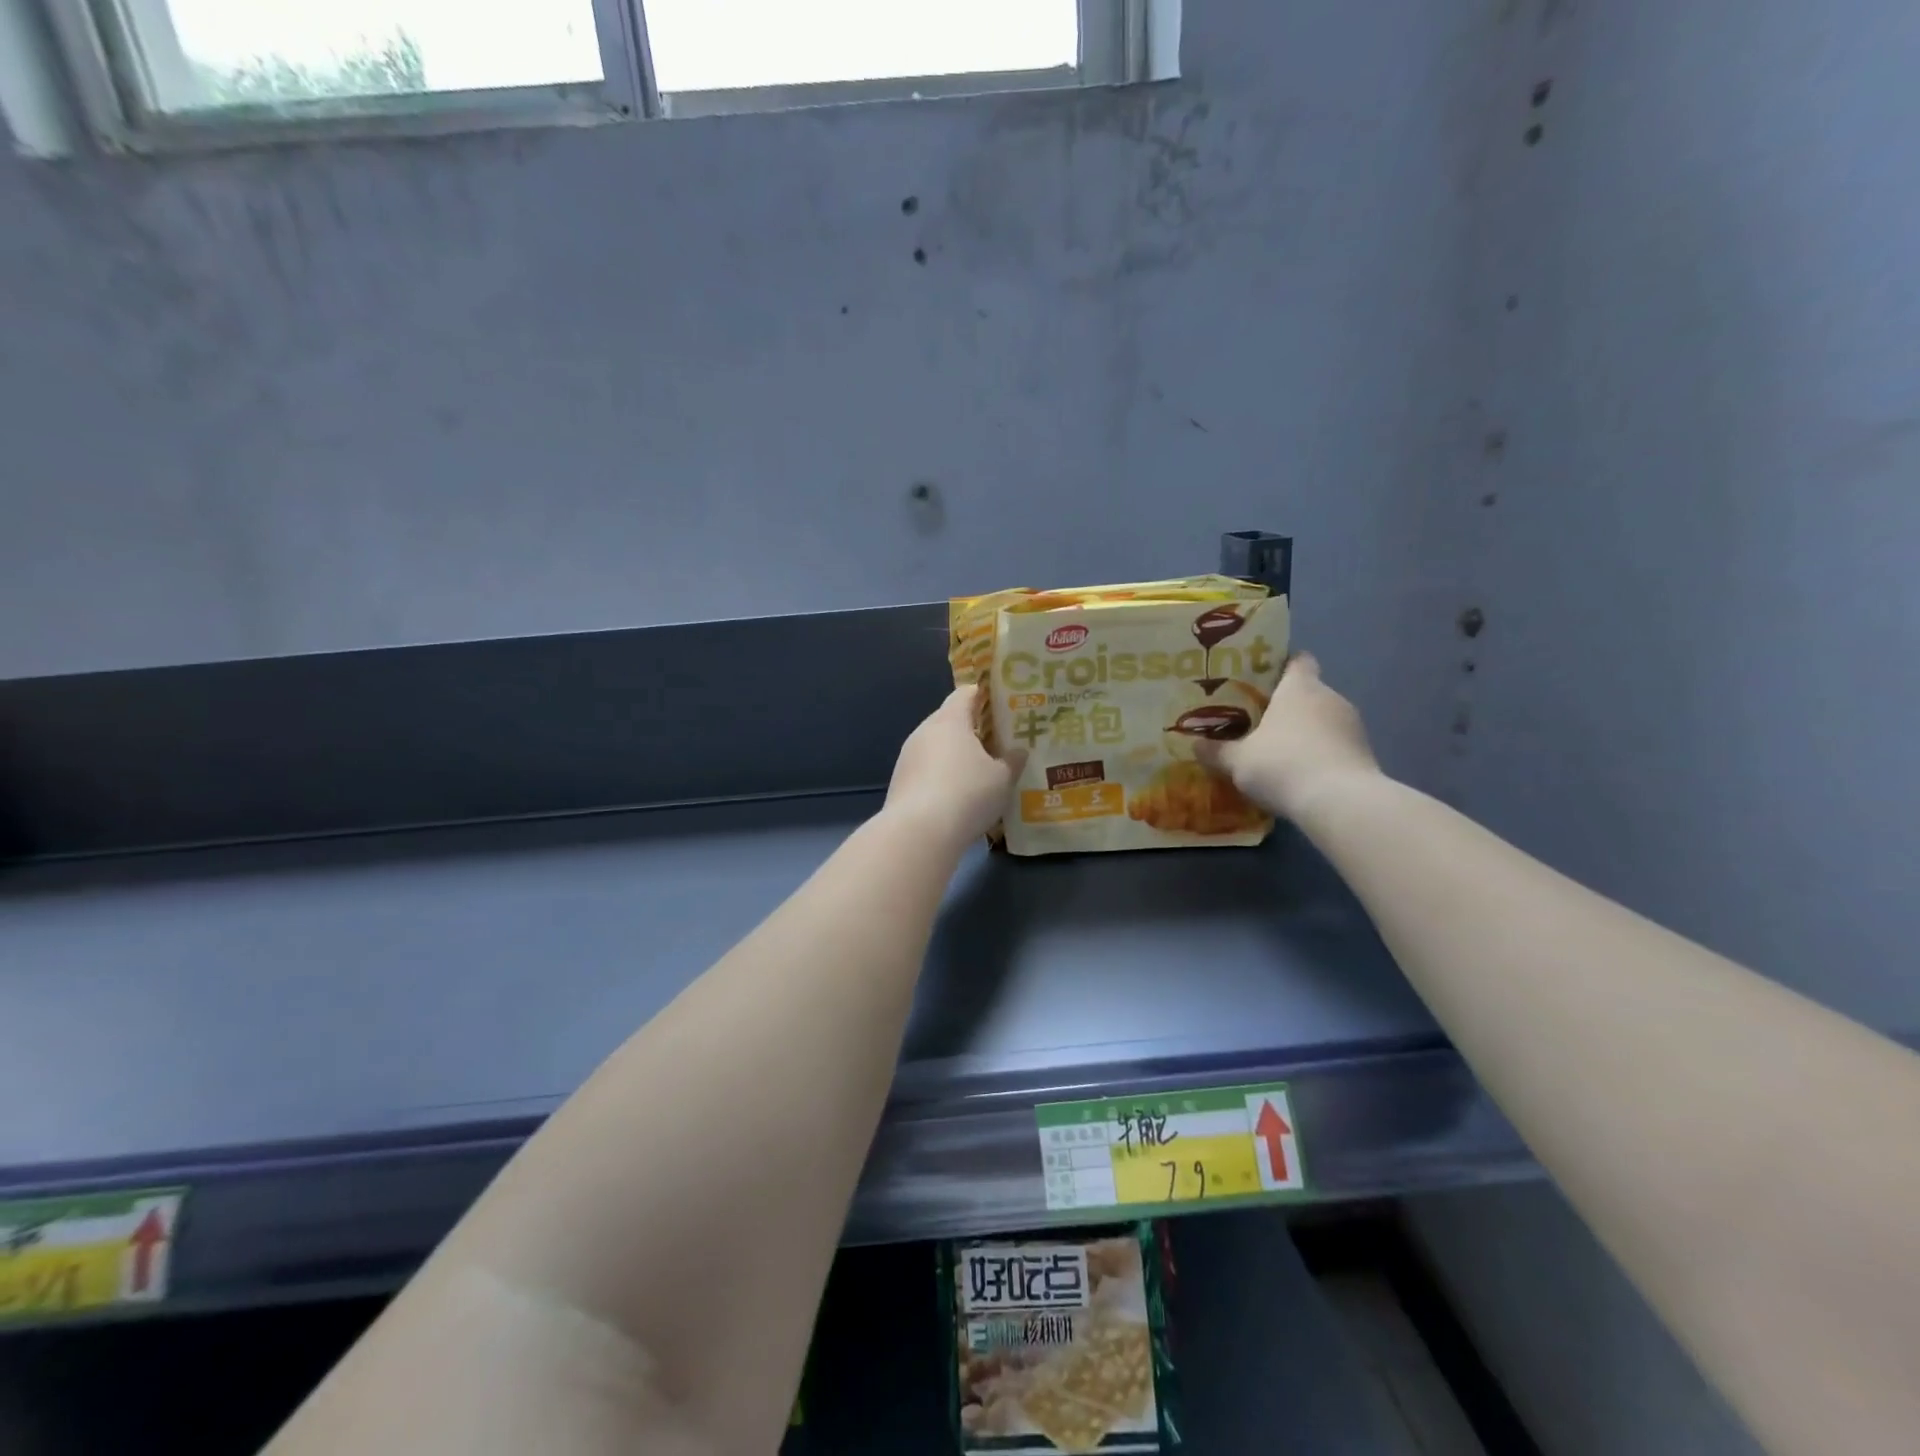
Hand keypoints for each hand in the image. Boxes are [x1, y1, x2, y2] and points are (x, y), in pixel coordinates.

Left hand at [884, 685, 1020, 848]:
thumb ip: (1012, 762)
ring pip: (936, 747)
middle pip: (949, 720)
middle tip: (995, 742)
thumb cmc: (968, 794)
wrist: (918, 833)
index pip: (965, 694)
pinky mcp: (899, 783)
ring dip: (954, 755)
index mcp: (950, 720)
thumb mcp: (1002, 779)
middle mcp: (924, 731)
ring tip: (978, 771)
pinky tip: (956, 796)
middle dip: (971, 729)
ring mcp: (908, 757)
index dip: (983, 695)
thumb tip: (1019, 751)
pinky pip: (925, 770)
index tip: (1000, 703)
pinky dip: (941, 776)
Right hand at [1202, 653, 1380, 821]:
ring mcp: (1353, 725)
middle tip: (1257, 722)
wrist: (1339, 803)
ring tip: (1278, 753)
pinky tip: (1300, 776)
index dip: (1281, 666)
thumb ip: (1216, 751)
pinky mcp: (1365, 754)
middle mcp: (1330, 697)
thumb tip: (1195, 745)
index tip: (1261, 680)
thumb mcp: (1237, 761)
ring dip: (1305, 733)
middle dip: (1286, 706)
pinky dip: (1320, 755)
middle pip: (1308, 692)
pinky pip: (1335, 746)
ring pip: (1323, 720)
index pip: (1298, 660)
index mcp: (1300, 687)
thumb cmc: (1282, 765)